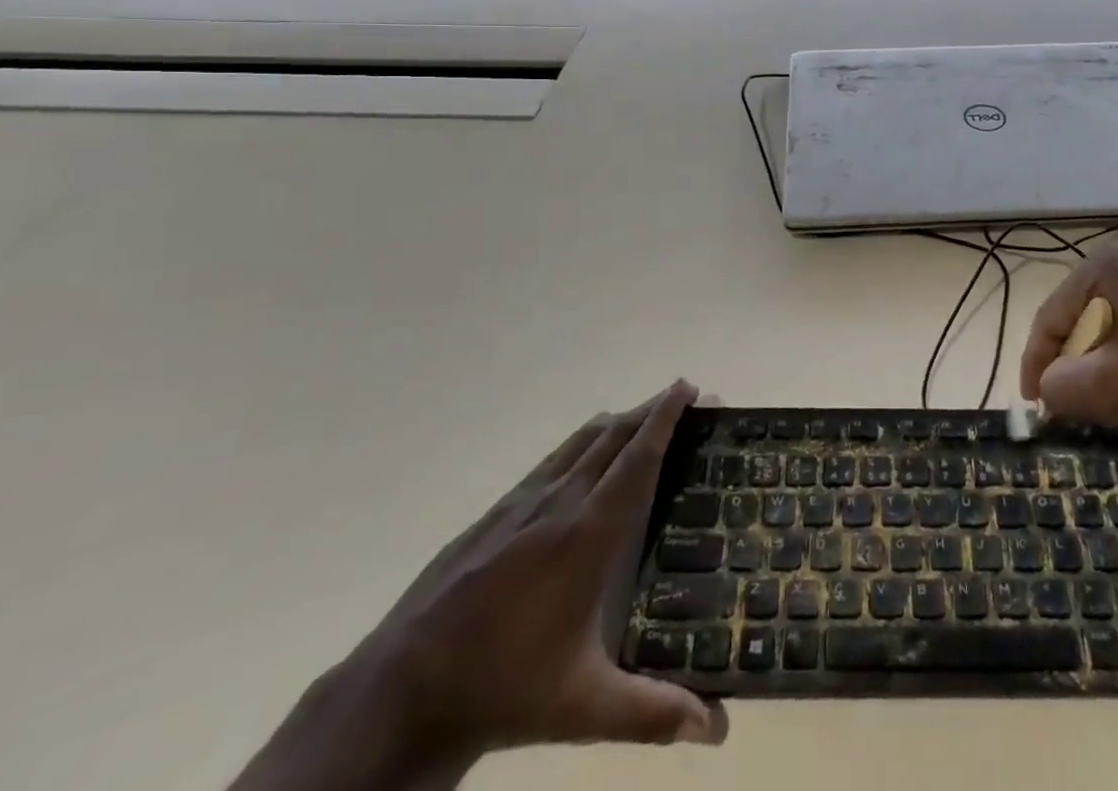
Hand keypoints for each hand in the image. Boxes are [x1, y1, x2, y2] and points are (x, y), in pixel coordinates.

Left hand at [366, 381, 720, 755]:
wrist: (402, 690)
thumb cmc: (504, 687)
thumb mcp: (582, 706)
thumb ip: (651, 712)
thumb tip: (716, 730)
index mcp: (587, 534)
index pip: (636, 458)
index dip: (664, 418)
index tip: (688, 388)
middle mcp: (559, 502)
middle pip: (613, 436)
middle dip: (650, 410)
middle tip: (681, 397)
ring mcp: (522, 503)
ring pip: (580, 441)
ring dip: (617, 422)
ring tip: (642, 419)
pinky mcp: (494, 513)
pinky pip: (552, 460)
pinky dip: (582, 444)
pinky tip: (582, 462)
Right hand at [1018, 245, 1117, 451]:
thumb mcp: (1113, 387)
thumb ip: (1061, 386)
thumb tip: (1048, 388)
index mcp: (1108, 266)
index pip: (1052, 316)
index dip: (1035, 363)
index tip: (1034, 407)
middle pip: (1084, 318)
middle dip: (1075, 364)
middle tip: (1073, 406)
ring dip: (1107, 364)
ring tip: (1113, 403)